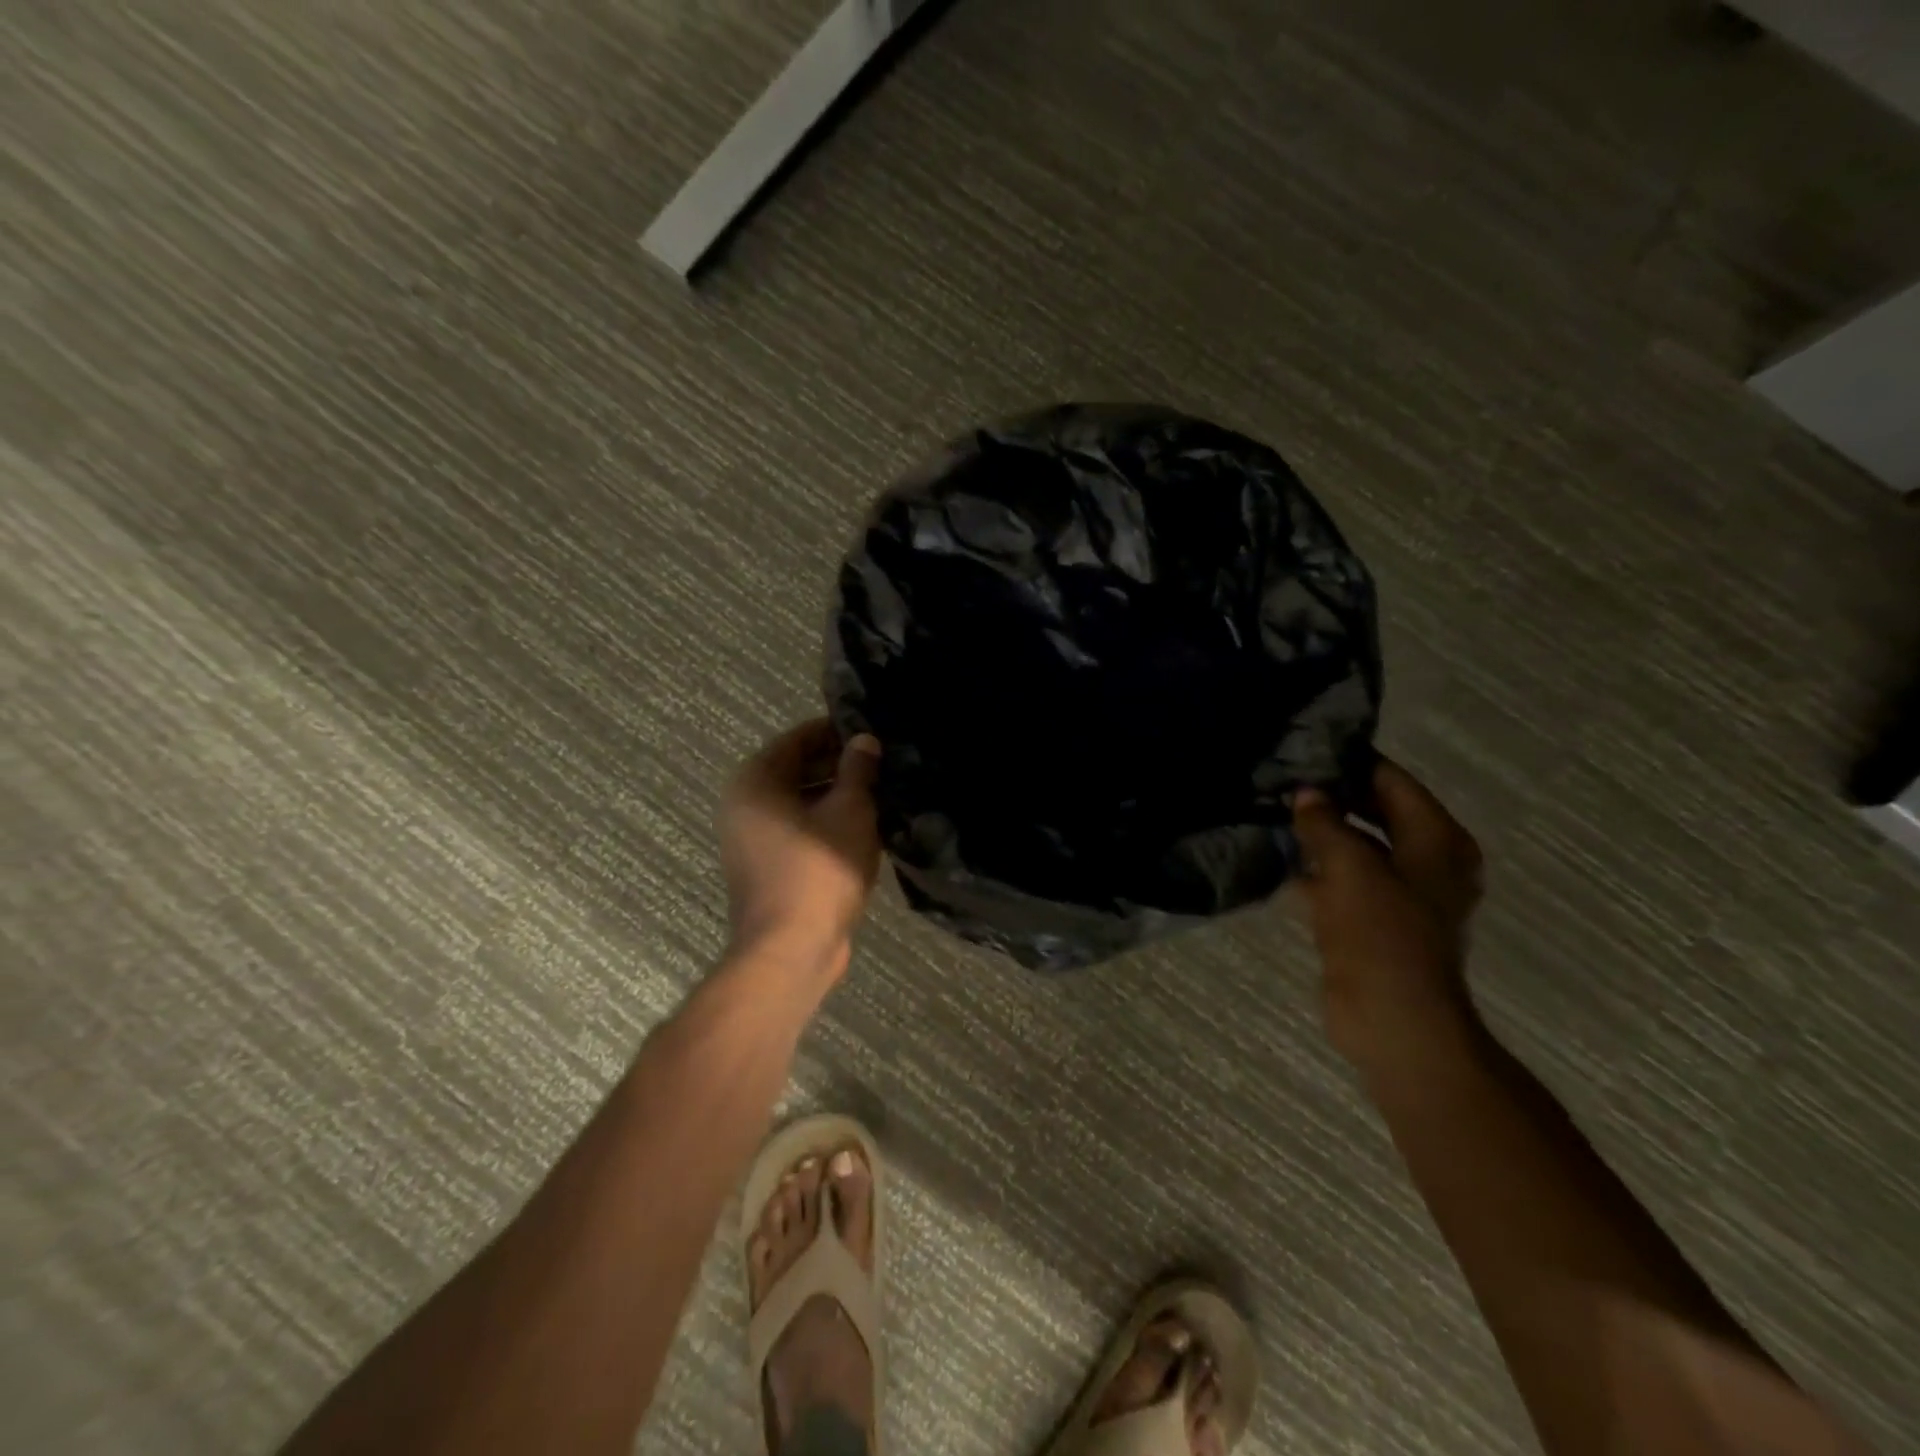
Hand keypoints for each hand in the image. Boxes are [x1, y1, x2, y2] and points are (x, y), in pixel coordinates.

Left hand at [720, 719, 882, 980]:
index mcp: (755, 781)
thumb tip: (864, 740)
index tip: (872, 731)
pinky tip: (864, 826)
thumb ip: (858, 770)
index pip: (798, 738)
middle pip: (796, 769)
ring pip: (799, 802)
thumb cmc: (820, 869)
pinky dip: (826, 823)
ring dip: (836, 795)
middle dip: (839, 764)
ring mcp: (751, 839)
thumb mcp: (850, 811)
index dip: (835, 731)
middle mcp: (744, 804)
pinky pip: (799, 830)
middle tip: (883, 762)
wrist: (792, 949)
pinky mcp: (766, 866)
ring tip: (881, 791)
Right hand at [1290, 758, 1483, 1066]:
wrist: (1392, 1020)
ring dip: (1317, 834)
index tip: (1306, 749)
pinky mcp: (1368, 920)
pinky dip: (1312, 869)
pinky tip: (1274, 855)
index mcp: (1438, 841)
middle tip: (1280, 778)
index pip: (1393, 783)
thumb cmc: (1383, 935)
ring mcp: (1396, 893)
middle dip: (1330, 798)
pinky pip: (1338, 881)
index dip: (1352, 764)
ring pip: (1352, 848)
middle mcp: (1423, 861)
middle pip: (1374, 813)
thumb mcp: (1352, 867)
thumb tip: (1306, 794)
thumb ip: (1325, 824)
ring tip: (1270, 809)